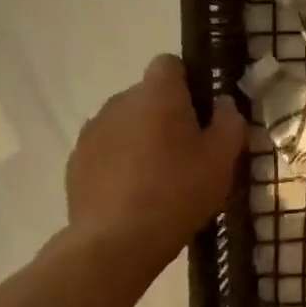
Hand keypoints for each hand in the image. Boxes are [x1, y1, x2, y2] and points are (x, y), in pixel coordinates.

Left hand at [63, 54, 245, 268]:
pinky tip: (134, 193)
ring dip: (142, 137)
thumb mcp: (223, 158)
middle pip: (148, 95)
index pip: (170, 64)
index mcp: (157, 93)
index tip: (202, 113)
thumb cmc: (178, 192)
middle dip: (167, 113)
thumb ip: (230, 122)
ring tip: (159, 176)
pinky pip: (107, 149)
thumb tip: (223, 105)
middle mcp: (120, 102)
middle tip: (188, 150)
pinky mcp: (76, 161)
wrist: (116, 242)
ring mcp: (92, 131)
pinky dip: (120, 161)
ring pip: (126, 122)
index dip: (188, 82)